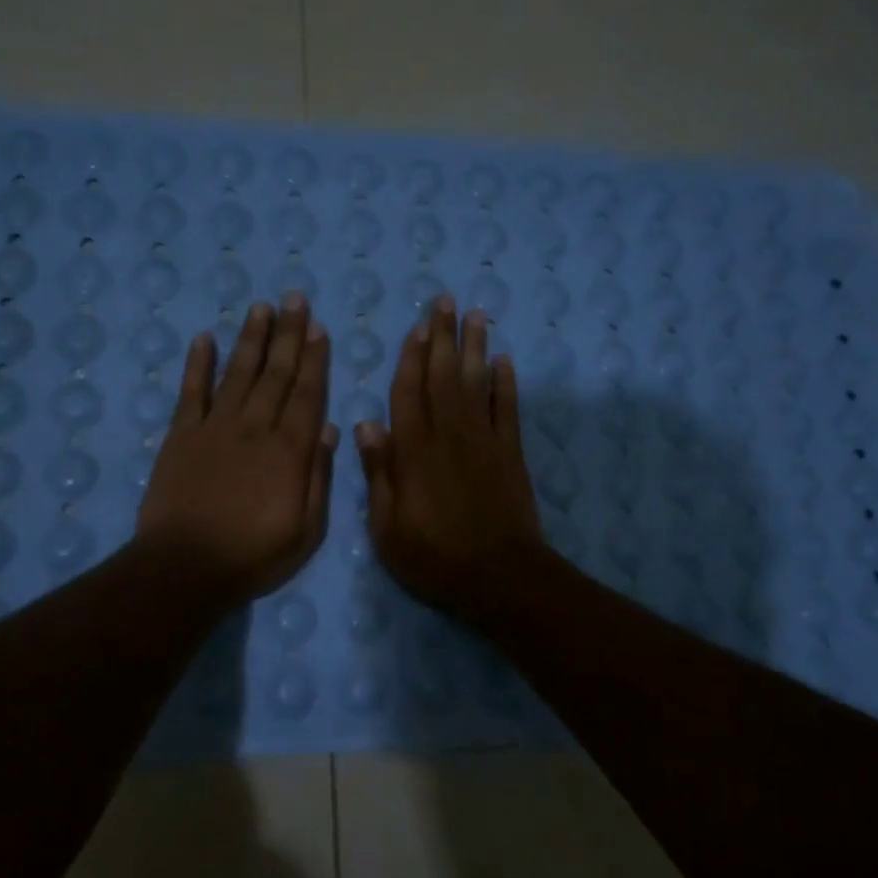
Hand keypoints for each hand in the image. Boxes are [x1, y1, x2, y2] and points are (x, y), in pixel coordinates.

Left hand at [136, 296, 337, 608]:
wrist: (185, 567)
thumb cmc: (254, 555)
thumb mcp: (306, 530)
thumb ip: (318, 477)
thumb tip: (328, 429)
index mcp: (289, 451)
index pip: (307, 394)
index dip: (315, 359)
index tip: (319, 328)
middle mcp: (255, 428)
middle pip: (276, 373)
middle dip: (288, 334)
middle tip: (295, 298)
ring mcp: (215, 428)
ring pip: (237, 373)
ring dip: (251, 338)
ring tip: (261, 306)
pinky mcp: (181, 436)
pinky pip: (191, 392)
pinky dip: (198, 364)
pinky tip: (204, 338)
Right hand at [356, 297, 545, 624]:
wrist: (499, 576)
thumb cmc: (434, 558)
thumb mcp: (388, 527)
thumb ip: (380, 473)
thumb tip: (366, 425)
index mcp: (414, 452)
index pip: (408, 393)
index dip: (411, 358)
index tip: (415, 328)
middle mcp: (449, 435)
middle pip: (444, 376)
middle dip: (443, 337)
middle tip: (445, 301)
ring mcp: (484, 441)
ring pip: (478, 383)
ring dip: (475, 347)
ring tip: (475, 314)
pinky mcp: (511, 454)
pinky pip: (509, 409)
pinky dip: (507, 383)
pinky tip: (505, 360)